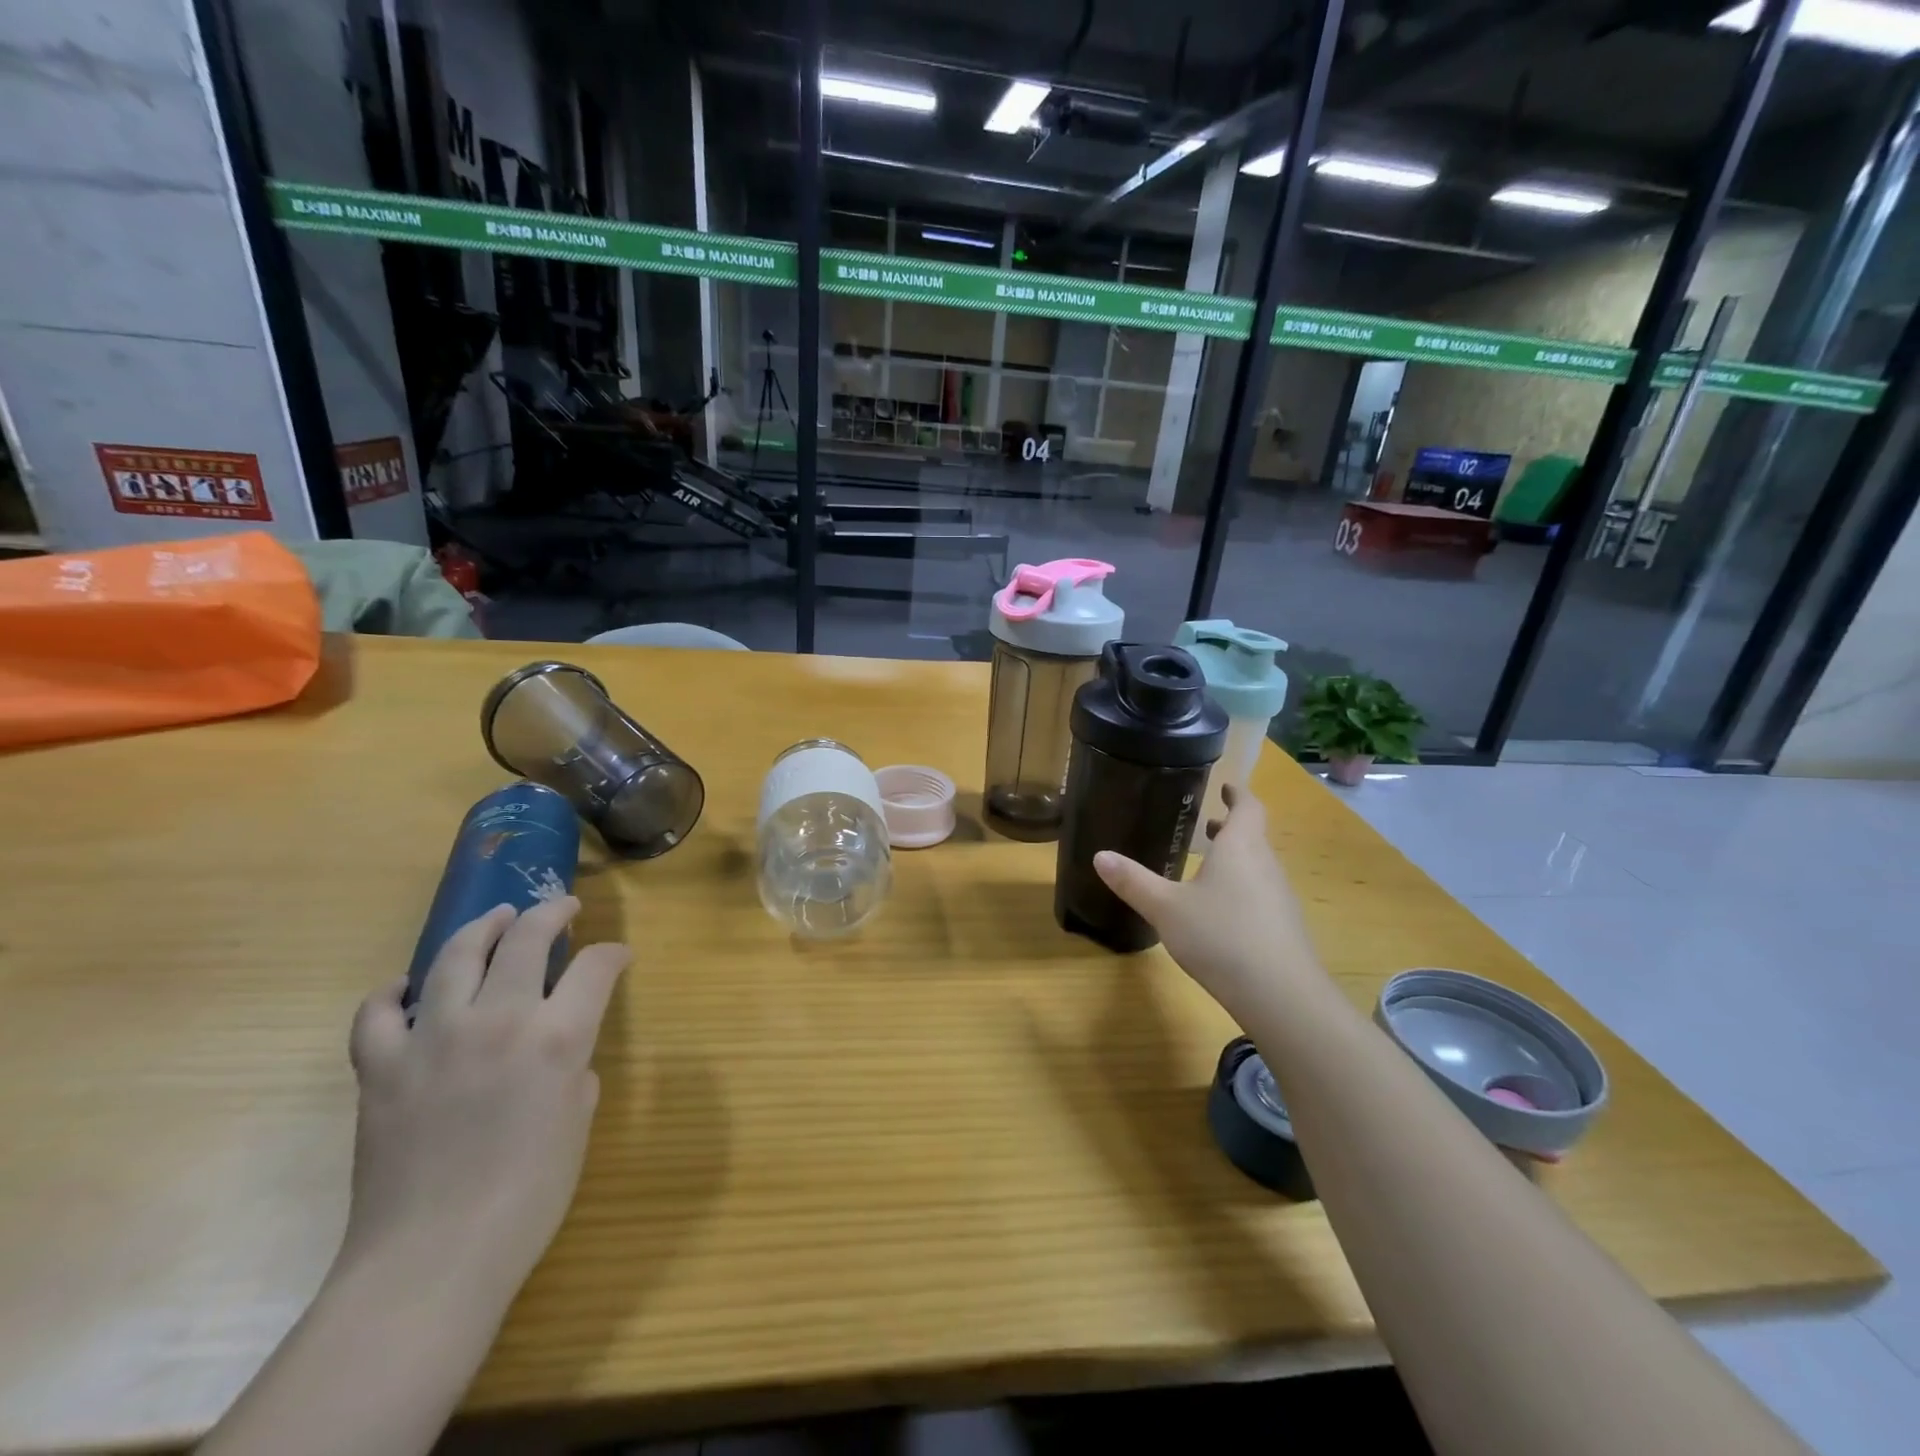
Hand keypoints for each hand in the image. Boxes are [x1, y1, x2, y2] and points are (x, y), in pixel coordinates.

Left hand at [340, 899, 629, 1315]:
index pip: (596, 967)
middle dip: (554, 913)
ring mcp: (433, 1038)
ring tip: (497, 919)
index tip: (619, 957)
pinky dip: (394, 993)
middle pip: (528, 938)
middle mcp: (499, 1019)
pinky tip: (407, 989)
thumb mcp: (578, 1123)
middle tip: (565, 909)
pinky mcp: (381, 1067)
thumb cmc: (528, 1197)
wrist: (432, 1260)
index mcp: (557, 1036)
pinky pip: (378, 1013)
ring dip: (483, 928)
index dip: (613, 955)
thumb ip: (573, 1072)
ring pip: (456, 955)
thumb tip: (558, 1057)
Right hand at [1094, 785, 1325, 1022]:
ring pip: (1257, 867)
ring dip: (1236, 860)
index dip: (1237, 794)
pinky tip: (1221, 914)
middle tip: (1207, 826)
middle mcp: (1265, 865)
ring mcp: (1280, 898)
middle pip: (1253, 837)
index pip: (1248, 807)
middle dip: (1231, 828)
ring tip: (1208, 868)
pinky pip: (1262, 895)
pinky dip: (1242, 889)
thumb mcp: (1165, 908)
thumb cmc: (1220, 936)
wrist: (1280, 995)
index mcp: (1240, 847)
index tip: (1226, 786)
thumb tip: (1099, 856)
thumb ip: (1133, 882)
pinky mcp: (1284, 928)